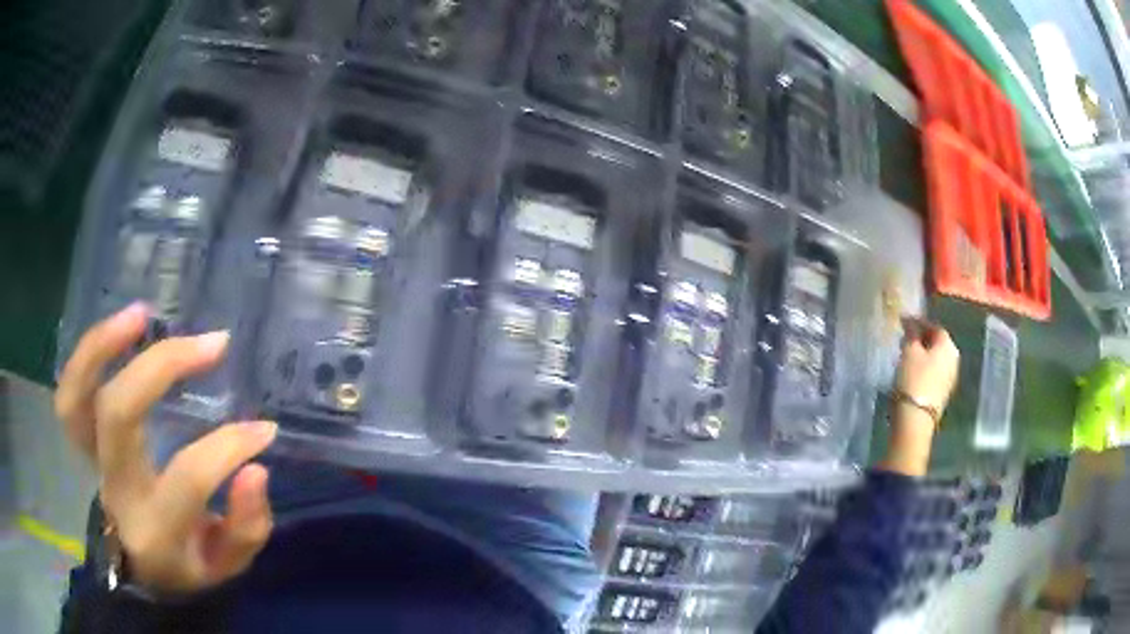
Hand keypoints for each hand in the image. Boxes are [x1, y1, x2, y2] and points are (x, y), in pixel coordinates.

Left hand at [55, 303, 276, 594]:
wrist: (139, 568)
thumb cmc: (187, 565)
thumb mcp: (226, 566)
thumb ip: (245, 527)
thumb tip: (254, 468)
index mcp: (156, 529)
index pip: (189, 476)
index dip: (230, 445)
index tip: (265, 429)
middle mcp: (116, 489)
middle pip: (119, 414)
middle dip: (163, 367)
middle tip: (214, 344)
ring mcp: (92, 462)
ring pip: (77, 396)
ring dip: (104, 345)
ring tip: (143, 314)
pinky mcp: (83, 441)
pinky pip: (71, 393)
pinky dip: (89, 354)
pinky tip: (124, 326)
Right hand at [897, 321, 959, 412]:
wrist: (916, 419)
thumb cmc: (913, 379)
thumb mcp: (909, 351)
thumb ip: (911, 333)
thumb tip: (909, 320)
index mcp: (948, 345)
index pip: (934, 326)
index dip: (919, 322)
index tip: (903, 322)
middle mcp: (954, 359)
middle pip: (937, 343)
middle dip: (922, 339)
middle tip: (905, 338)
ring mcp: (950, 377)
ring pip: (936, 358)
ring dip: (923, 354)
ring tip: (906, 355)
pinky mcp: (943, 393)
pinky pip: (934, 372)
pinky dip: (925, 368)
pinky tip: (912, 372)